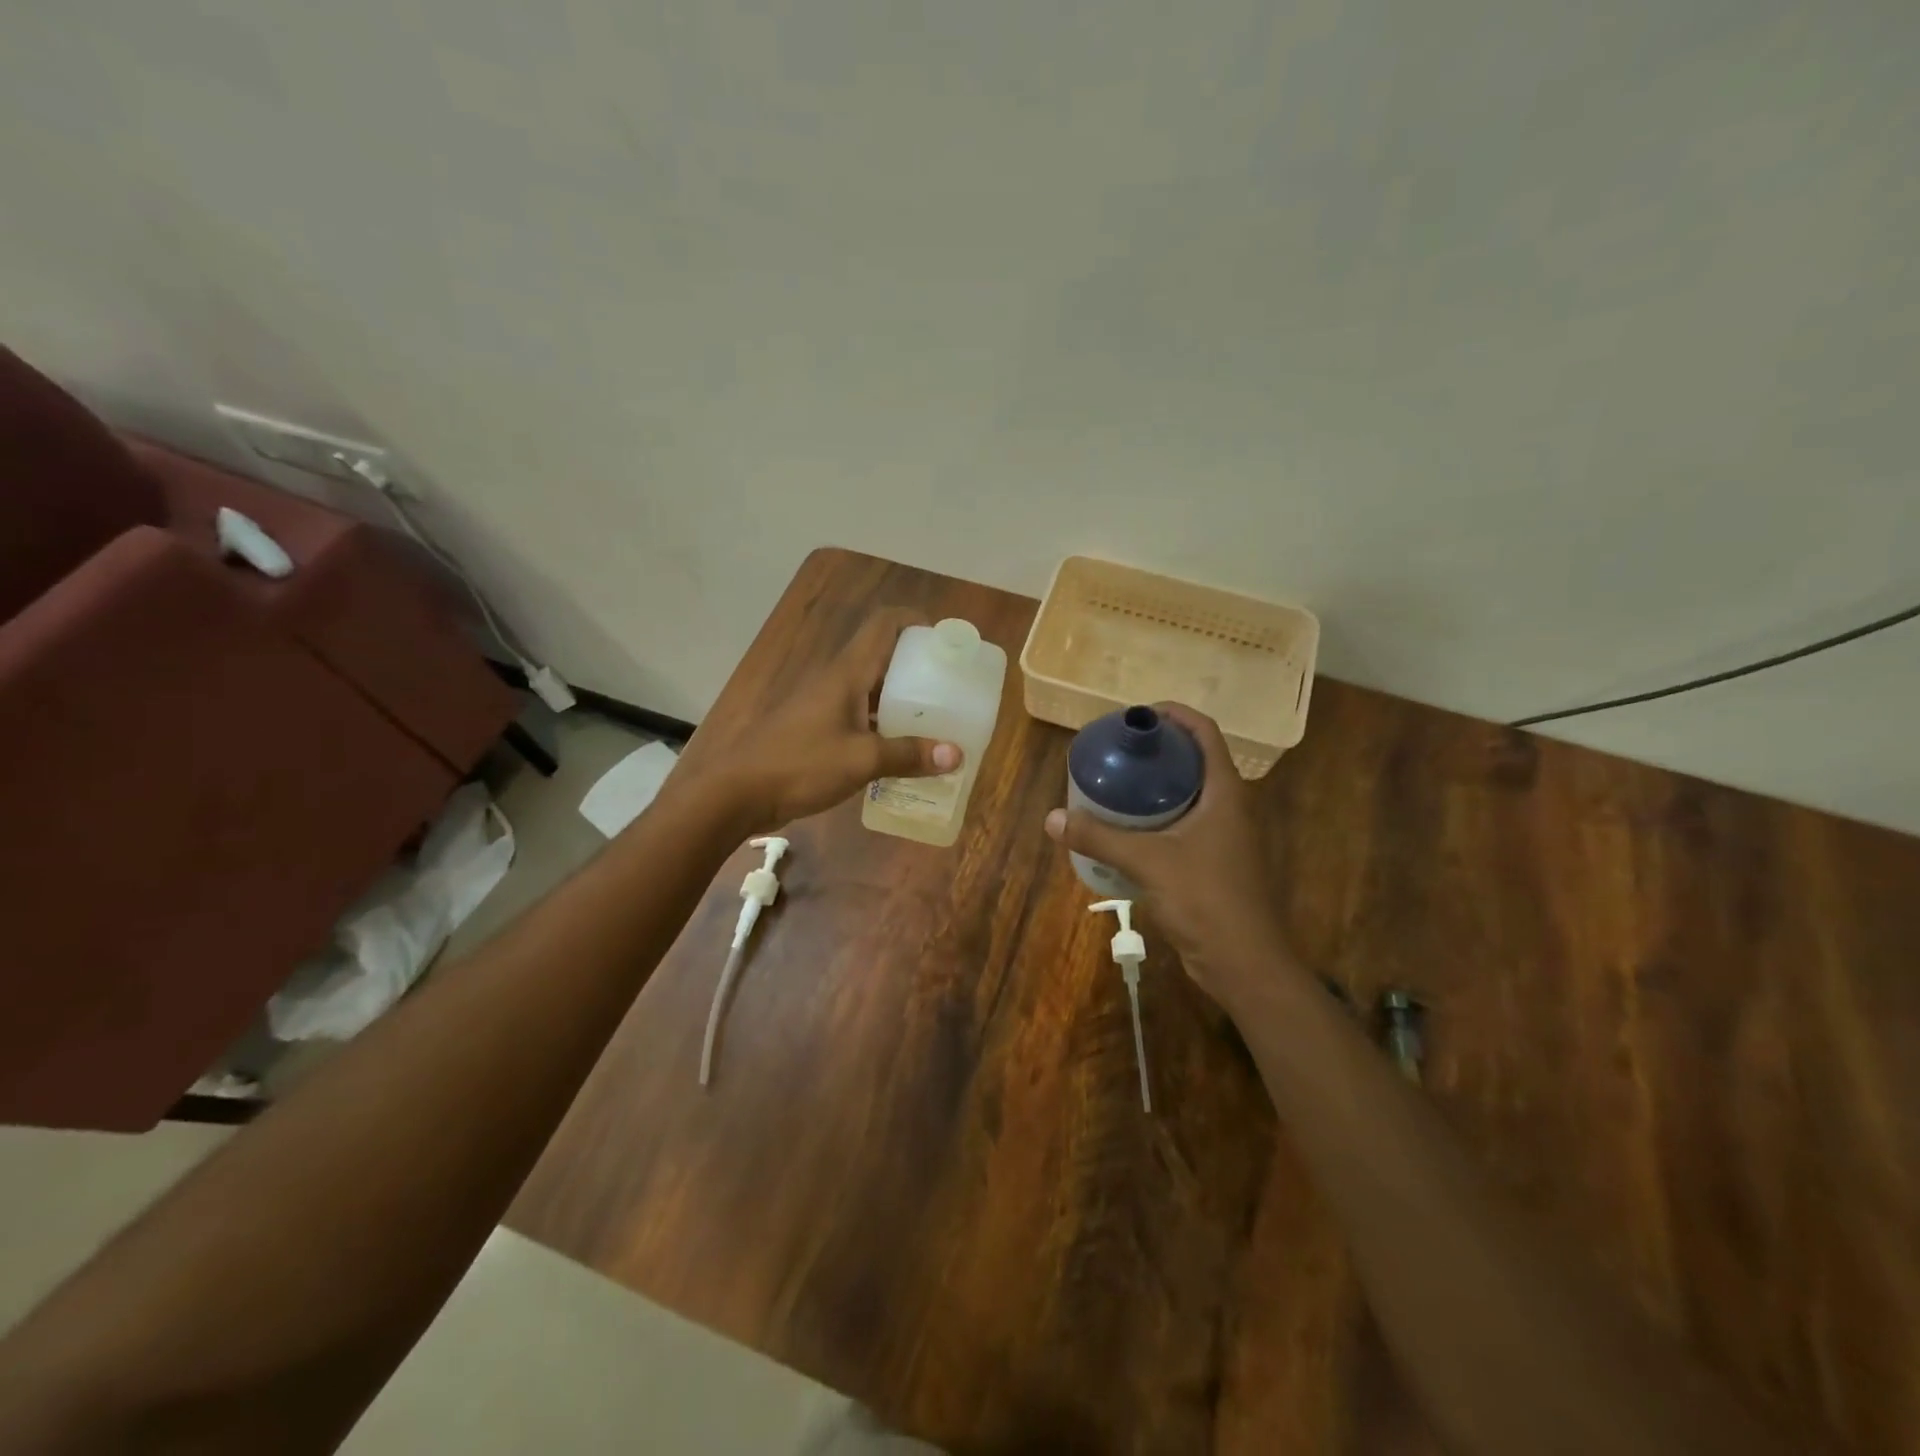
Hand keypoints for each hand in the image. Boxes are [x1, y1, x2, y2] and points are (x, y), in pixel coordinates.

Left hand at [674, 608, 960, 831]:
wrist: (737, 792)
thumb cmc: (800, 764)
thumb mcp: (861, 760)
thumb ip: (908, 755)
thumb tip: (957, 755)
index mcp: (847, 672)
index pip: (884, 624)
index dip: (916, 621)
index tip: (945, 641)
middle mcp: (836, 680)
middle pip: (883, 656)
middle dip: (917, 667)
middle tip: (950, 688)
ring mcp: (824, 705)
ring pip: (871, 689)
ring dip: (901, 700)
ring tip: (935, 720)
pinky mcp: (816, 730)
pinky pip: (859, 716)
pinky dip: (883, 725)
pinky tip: (901, 750)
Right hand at [1044, 704, 1289, 1008]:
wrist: (1244, 963)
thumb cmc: (1206, 900)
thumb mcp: (1149, 862)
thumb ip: (1100, 838)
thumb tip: (1052, 818)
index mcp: (1225, 792)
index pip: (1205, 732)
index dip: (1174, 715)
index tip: (1137, 716)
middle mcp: (1229, 806)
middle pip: (1194, 760)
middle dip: (1157, 751)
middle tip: (1117, 751)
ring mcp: (1224, 837)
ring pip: (1188, 795)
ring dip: (1155, 786)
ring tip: (1114, 785)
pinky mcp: (1214, 863)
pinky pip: (1183, 825)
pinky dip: (1156, 818)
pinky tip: (1125, 830)